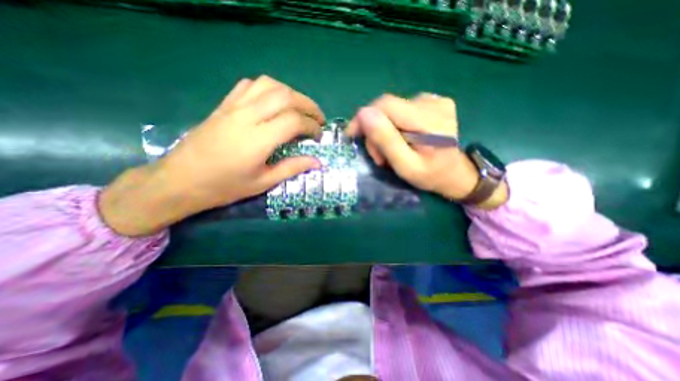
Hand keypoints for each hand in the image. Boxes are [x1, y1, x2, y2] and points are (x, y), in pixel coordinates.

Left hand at [98, 74, 325, 235]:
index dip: (312, 126)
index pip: (294, 121)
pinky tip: (273, 102)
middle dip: (308, 105)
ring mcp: (233, 107)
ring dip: (291, 93)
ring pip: (269, 85)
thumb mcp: (263, 183)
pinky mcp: (224, 105)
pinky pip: (249, 85)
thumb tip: (317, 162)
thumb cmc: (225, 186)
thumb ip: (292, 168)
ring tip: (299, 108)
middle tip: (318, 118)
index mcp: (258, 140)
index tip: (318, 136)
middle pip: (285, 96)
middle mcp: (247, 116)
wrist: (180, 180)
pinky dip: (268, 89)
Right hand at [347, 94, 506, 209]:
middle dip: (375, 131)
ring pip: (392, 110)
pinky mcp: (433, 103)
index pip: (385, 105)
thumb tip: (364, 114)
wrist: (454, 174)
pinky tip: (400, 139)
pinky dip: (394, 126)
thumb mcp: (405, 166)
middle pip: (387, 108)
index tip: (352, 135)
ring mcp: (435, 101)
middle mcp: (434, 103)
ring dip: (384, 131)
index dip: (364, 118)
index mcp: (430, 120)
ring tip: (390, 151)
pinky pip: (402, 110)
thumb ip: (386, 140)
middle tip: (378, 156)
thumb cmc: (430, 176)